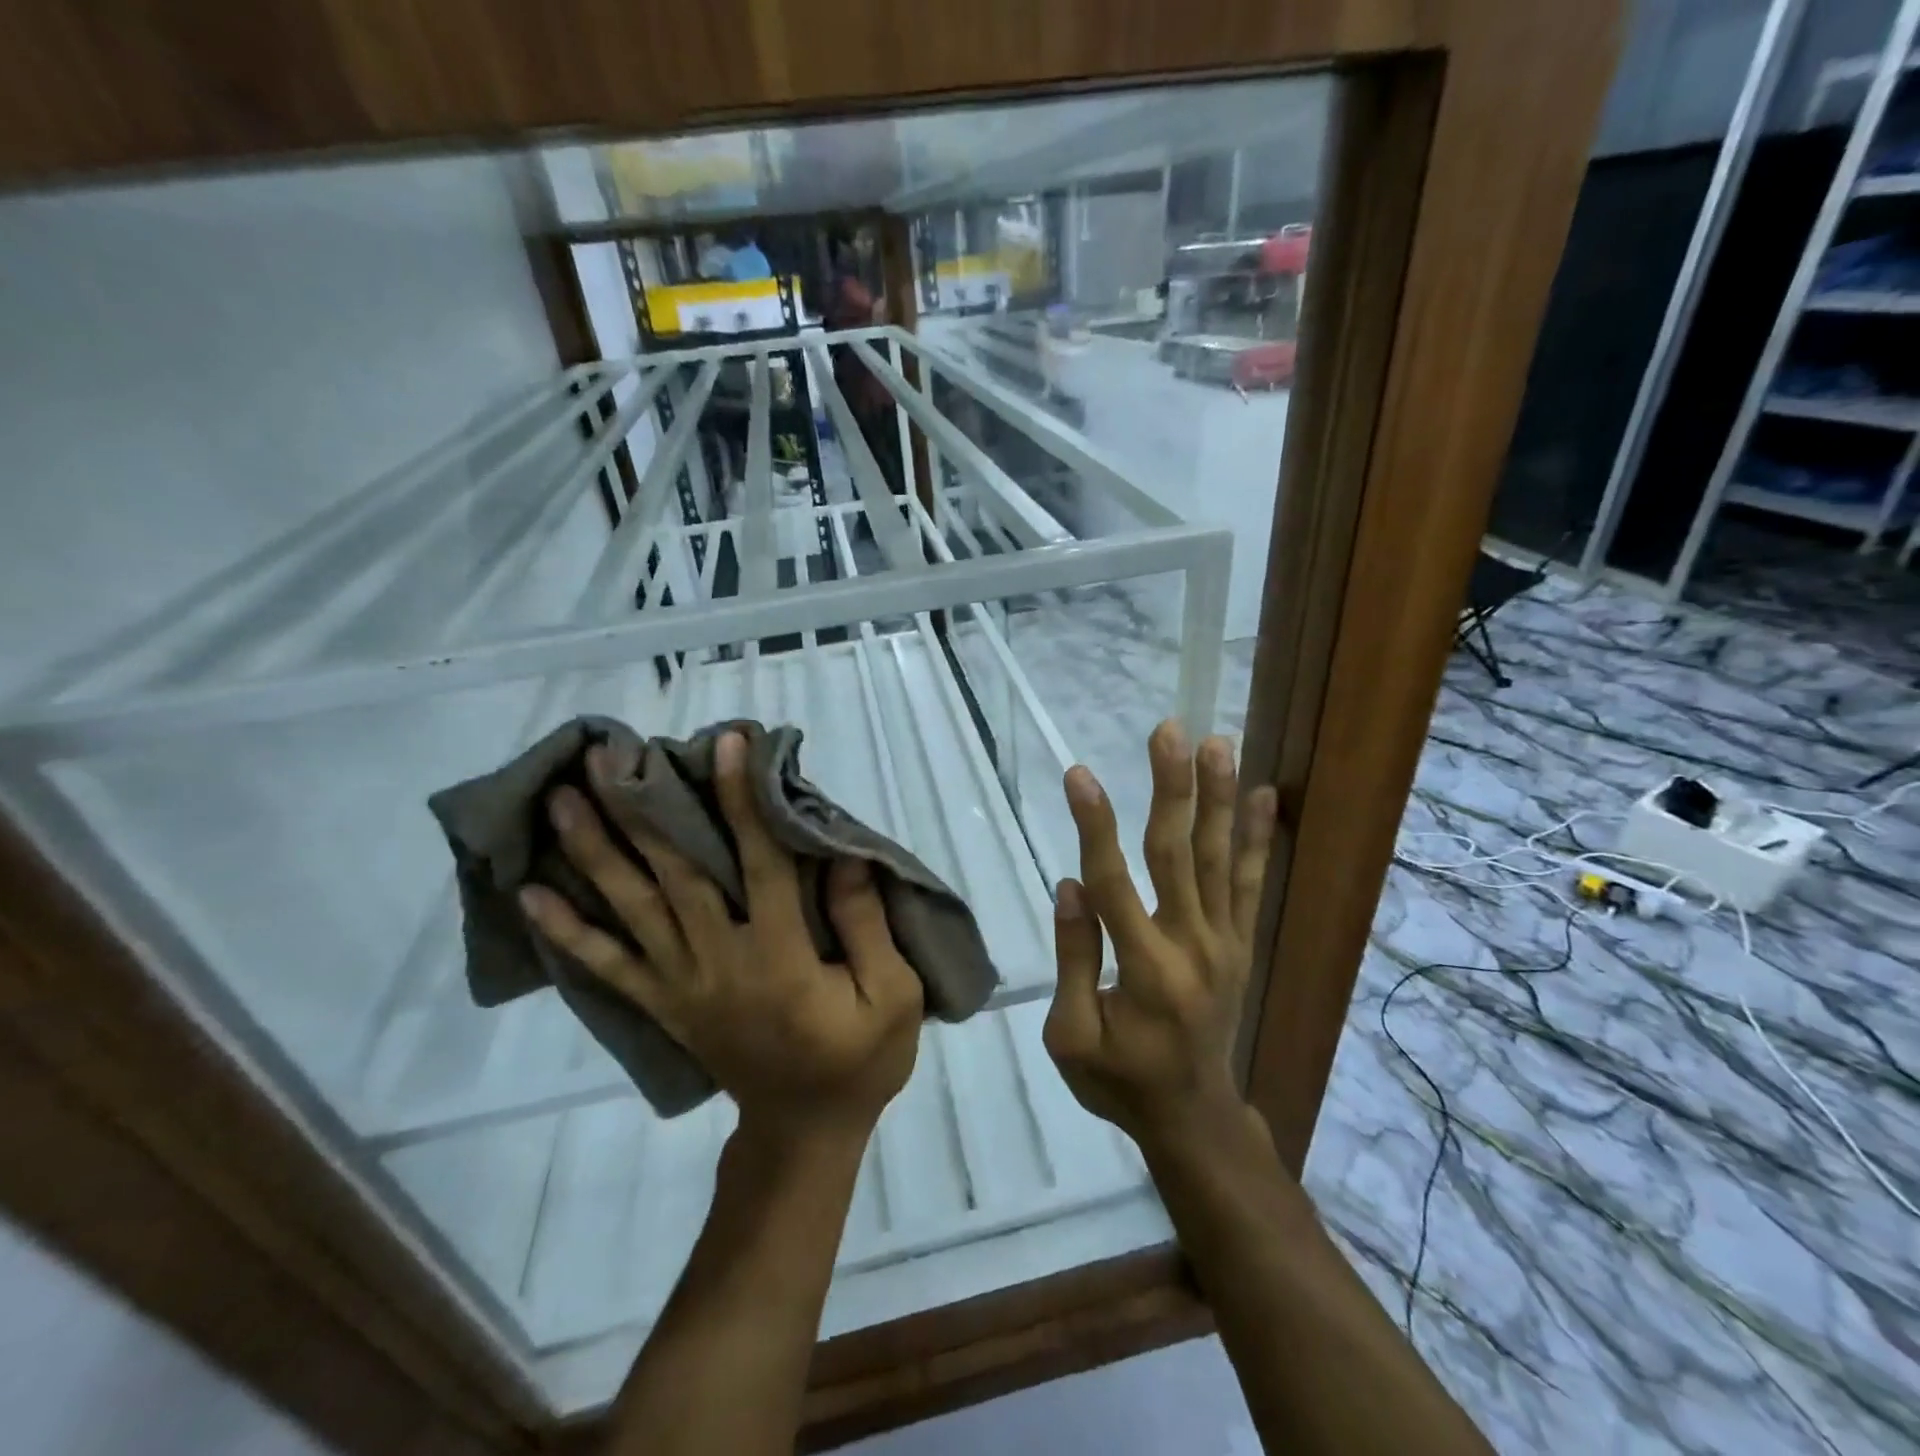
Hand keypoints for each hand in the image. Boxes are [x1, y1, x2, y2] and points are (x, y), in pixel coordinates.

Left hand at [520, 731, 922, 1143]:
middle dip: (641, 811)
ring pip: (633, 910)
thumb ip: (866, 924)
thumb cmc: (858, 1060)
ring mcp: (683, 984)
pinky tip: (532, 896)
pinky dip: (567, 933)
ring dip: (595, 852)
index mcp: (782, 956)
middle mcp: (720, 961)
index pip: (760, 862)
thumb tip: (840, 854)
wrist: (804, 1131)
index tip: (729, 743)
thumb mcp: (894, 996)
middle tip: (606, 756)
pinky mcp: (664, 1004)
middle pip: (675, 875)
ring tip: (560, 801)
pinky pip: (608, 968)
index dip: (743, 800)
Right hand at [1042, 721, 1277, 1152]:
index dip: (1095, 825)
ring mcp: (1225, 943)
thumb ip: (1075, 960)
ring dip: (1219, 798)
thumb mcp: (1072, 1038)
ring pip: (1221, 859)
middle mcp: (1193, 946)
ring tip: (1219, 744)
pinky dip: (1258, 839)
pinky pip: (1252, 884)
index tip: (1080, 774)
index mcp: (1144, 970)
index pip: (1114, 882)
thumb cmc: (1120, 1082)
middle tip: (1170, 731)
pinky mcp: (1241, 945)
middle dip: (1172, 788)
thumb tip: (1072, 886)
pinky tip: (1264, 796)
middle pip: (1179, 854)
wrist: (1195, 1120)